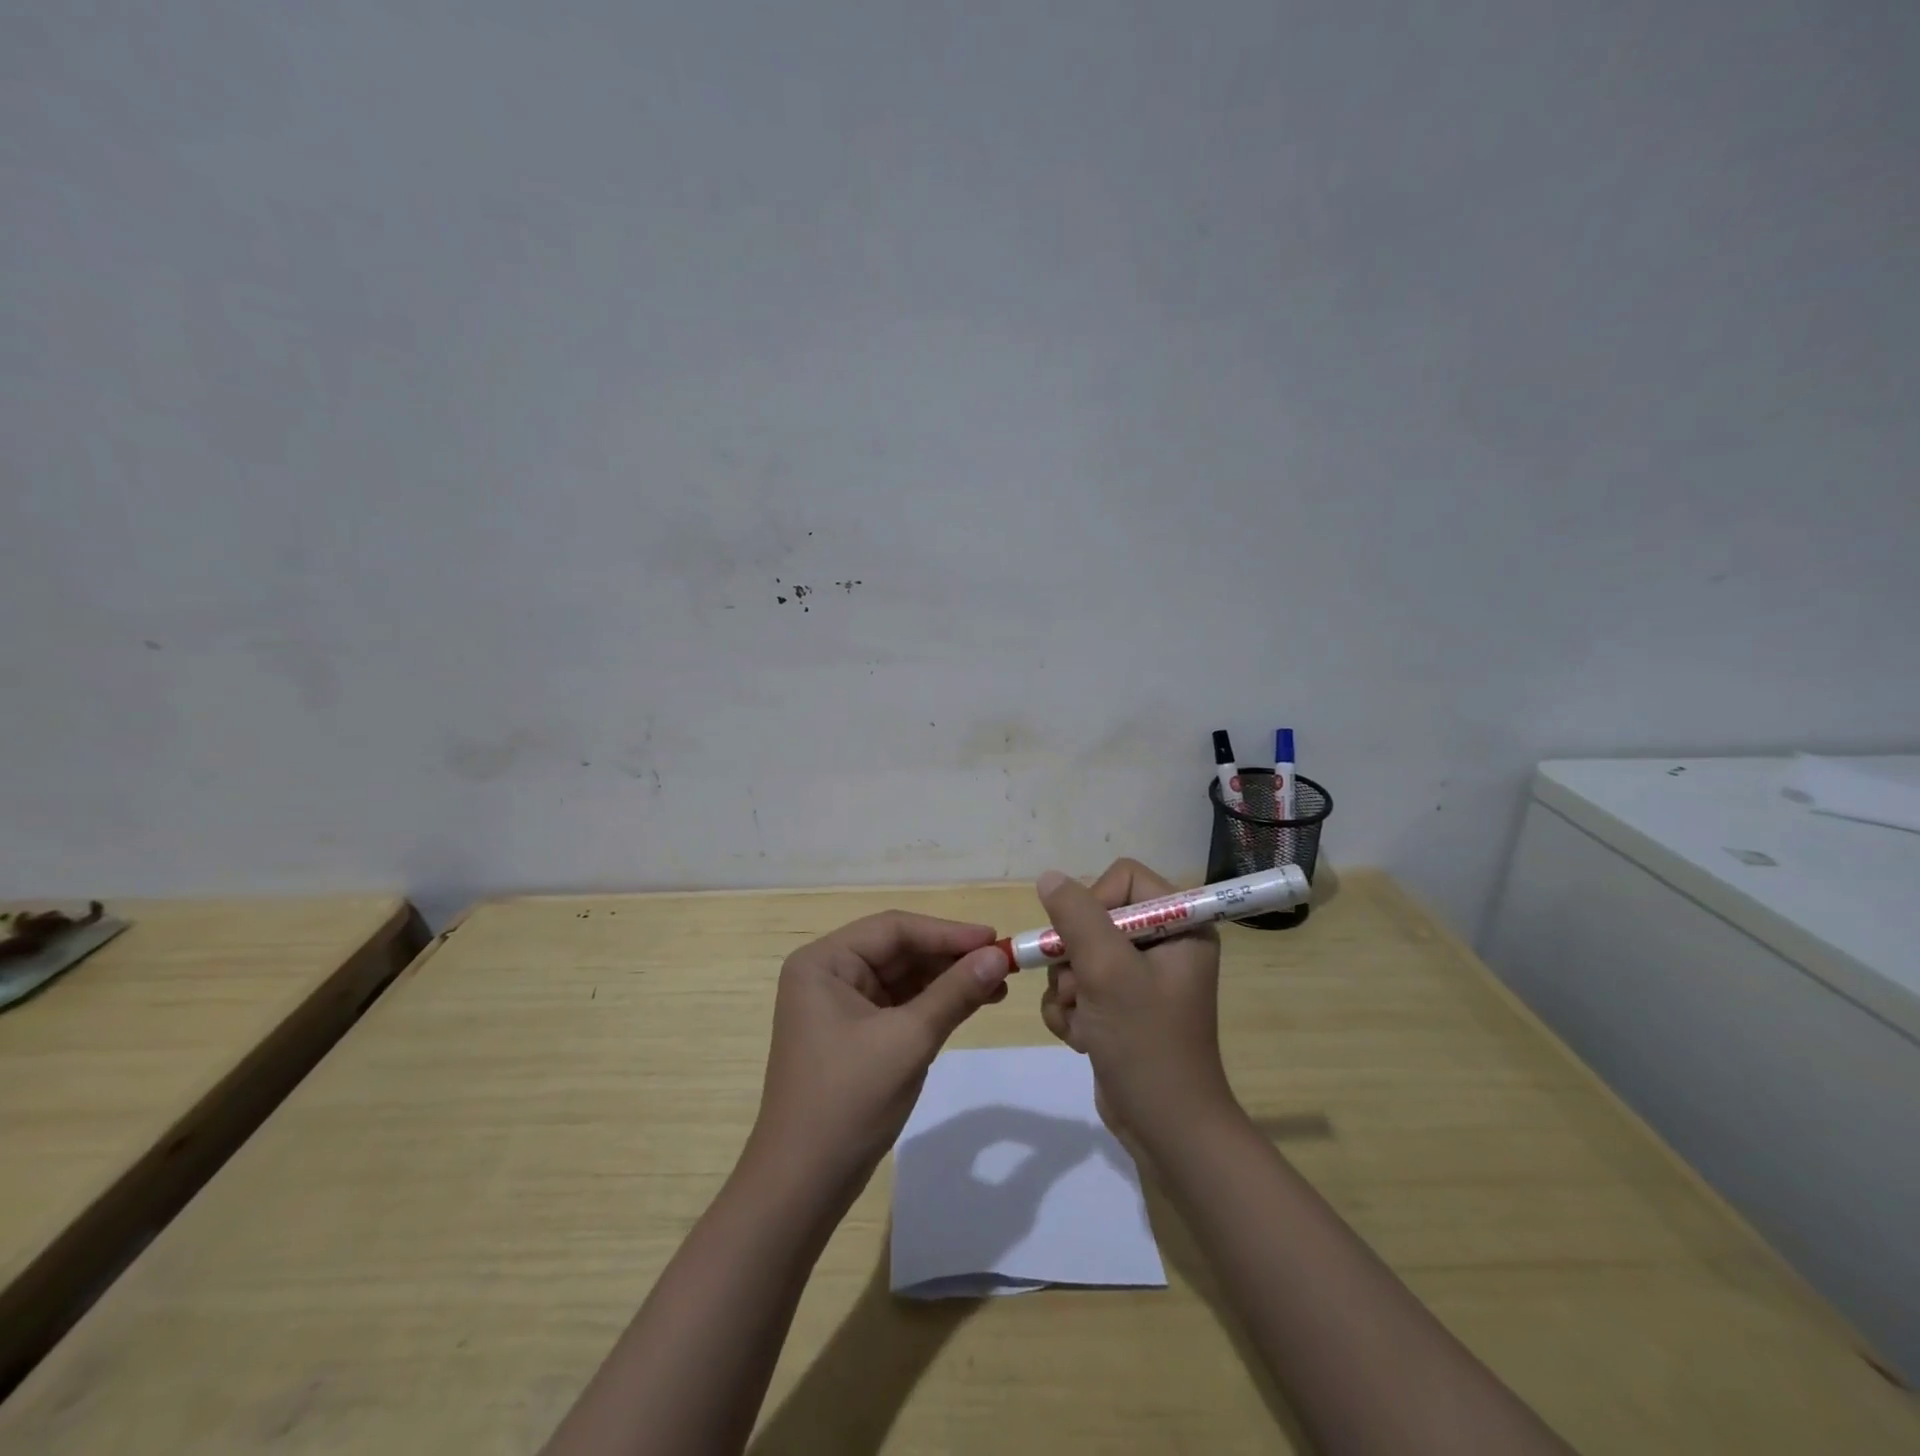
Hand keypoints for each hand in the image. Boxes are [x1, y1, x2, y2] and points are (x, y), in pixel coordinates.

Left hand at [749, 911, 1013, 1197]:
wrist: (803, 1186)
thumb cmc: (849, 1101)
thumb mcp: (908, 1040)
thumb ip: (955, 992)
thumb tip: (999, 954)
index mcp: (824, 962)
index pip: (893, 929)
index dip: (947, 932)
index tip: (994, 939)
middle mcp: (827, 974)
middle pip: (898, 950)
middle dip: (950, 957)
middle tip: (1002, 963)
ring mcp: (838, 1005)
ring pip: (902, 977)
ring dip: (947, 980)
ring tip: (997, 985)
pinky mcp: (852, 1034)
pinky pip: (899, 1005)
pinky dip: (933, 1004)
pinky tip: (970, 1004)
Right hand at [1036, 859, 1237, 1143]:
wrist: (1165, 1129)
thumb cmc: (1146, 1043)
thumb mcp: (1107, 971)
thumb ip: (1076, 916)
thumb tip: (1049, 877)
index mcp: (1180, 925)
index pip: (1124, 878)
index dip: (1094, 902)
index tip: (1085, 942)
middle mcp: (1162, 944)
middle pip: (1093, 917)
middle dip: (1074, 958)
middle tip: (1079, 990)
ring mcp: (1138, 977)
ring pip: (1077, 955)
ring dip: (1067, 990)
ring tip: (1084, 1022)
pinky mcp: (1118, 1006)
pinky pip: (1076, 987)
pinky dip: (1069, 1011)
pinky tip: (1081, 1038)